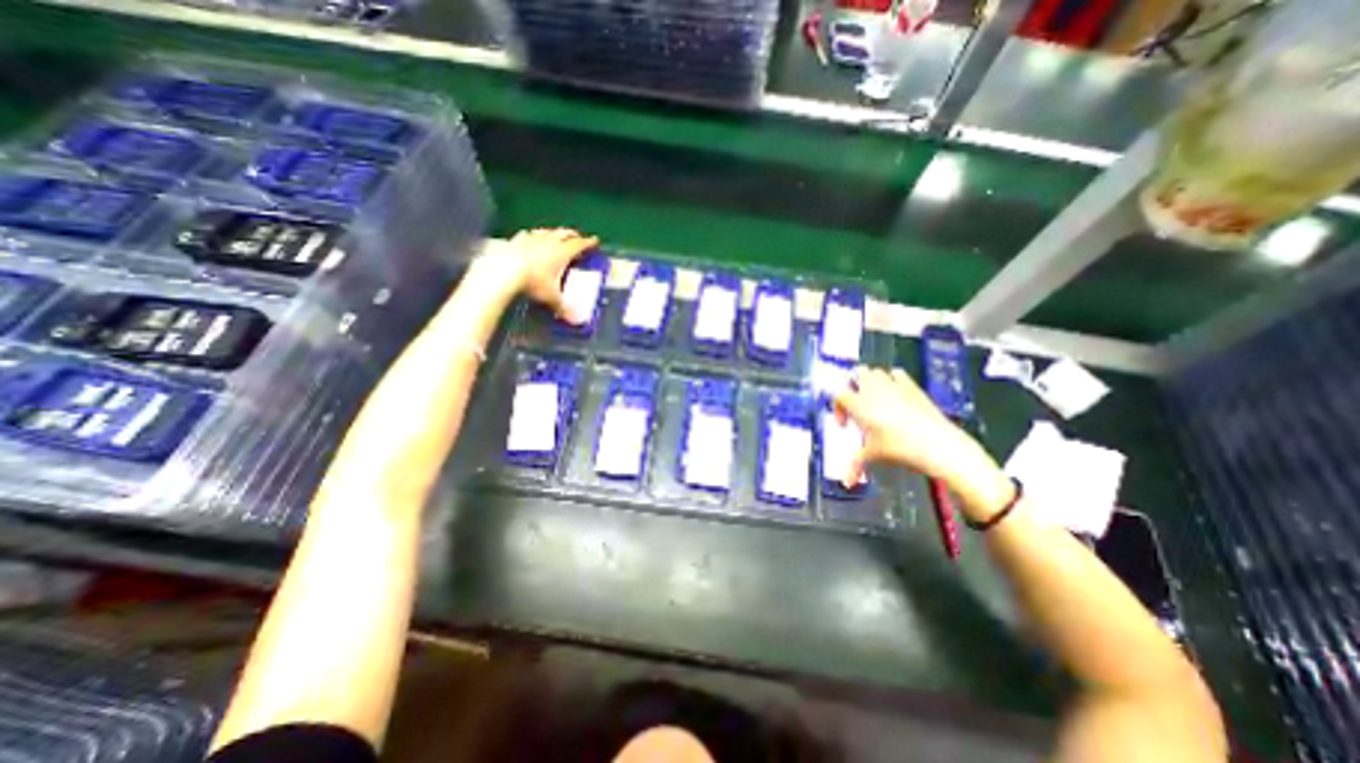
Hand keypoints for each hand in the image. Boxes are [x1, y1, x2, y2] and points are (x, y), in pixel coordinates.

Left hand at [480, 225, 600, 321]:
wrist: (503, 270)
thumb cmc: (533, 282)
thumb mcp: (551, 297)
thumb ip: (563, 308)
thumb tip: (575, 321)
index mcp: (562, 252)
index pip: (579, 245)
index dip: (588, 243)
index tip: (595, 241)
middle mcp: (549, 241)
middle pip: (565, 233)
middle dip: (573, 235)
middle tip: (578, 237)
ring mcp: (532, 238)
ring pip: (548, 231)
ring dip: (554, 233)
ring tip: (556, 236)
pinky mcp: (516, 239)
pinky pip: (528, 234)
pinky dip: (534, 236)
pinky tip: (531, 237)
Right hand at [830, 362, 994, 491]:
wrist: (937, 444)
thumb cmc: (899, 448)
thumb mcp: (873, 456)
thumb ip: (855, 466)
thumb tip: (847, 483)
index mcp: (858, 404)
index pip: (838, 395)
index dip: (837, 408)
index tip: (845, 425)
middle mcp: (873, 390)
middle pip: (855, 375)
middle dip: (853, 386)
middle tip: (857, 406)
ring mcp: (893, 385)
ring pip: (875, 371)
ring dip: (870, 382)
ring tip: (874, 401)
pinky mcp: (912, 386)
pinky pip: (897, 374)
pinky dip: (892, 380)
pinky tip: (896, 394)